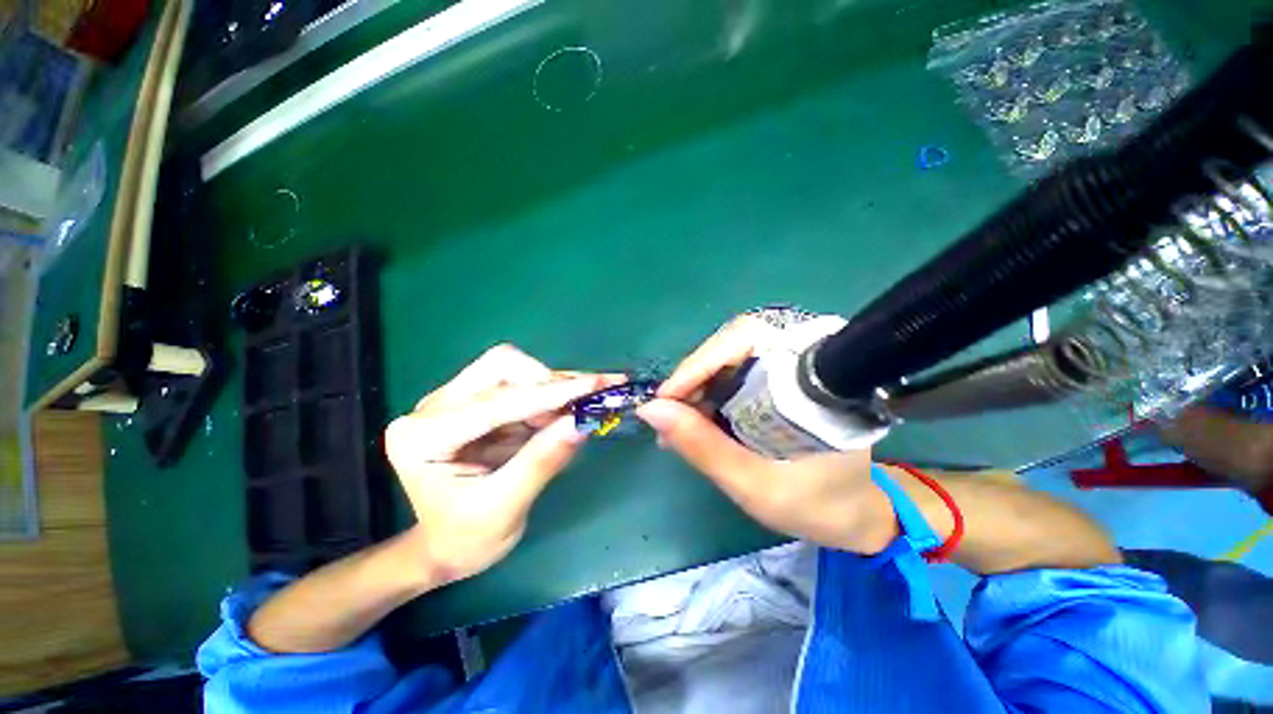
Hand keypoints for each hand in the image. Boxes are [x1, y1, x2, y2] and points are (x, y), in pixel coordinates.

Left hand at [385, 344, 621, 583]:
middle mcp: (435, 407)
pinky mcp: (479, 400)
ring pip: (514, 368)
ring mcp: (456, 399)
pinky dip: (553, 391)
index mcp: (424, 436)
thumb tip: (580, 422)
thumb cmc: (467, 538)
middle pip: (500, 367)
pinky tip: (574, 402)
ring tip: (583, 406)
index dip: (550, 393)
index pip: (496, 402)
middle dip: (548, 383)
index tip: (595, 386)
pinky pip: (522, 382)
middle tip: (582, 406)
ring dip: (554, 385)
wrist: (447, 546)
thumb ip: (541, 462)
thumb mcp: (505, 509)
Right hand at [636, 316, 897, 553]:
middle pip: (735, 342)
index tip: (666, 399)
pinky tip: (697, 416)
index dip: (700, 363)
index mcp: (812, 378)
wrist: (856, 513)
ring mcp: (794, 365)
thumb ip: (702, 446)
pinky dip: (710, 391)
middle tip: (669, 414)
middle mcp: (805, 358)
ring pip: (730, 355)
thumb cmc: (814, 504)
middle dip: (694, 376)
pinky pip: (736, 371)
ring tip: (677, 421)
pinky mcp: (783, 377)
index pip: (747, 339)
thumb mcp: (753, 484)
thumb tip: (651, 410)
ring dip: (698, 384)